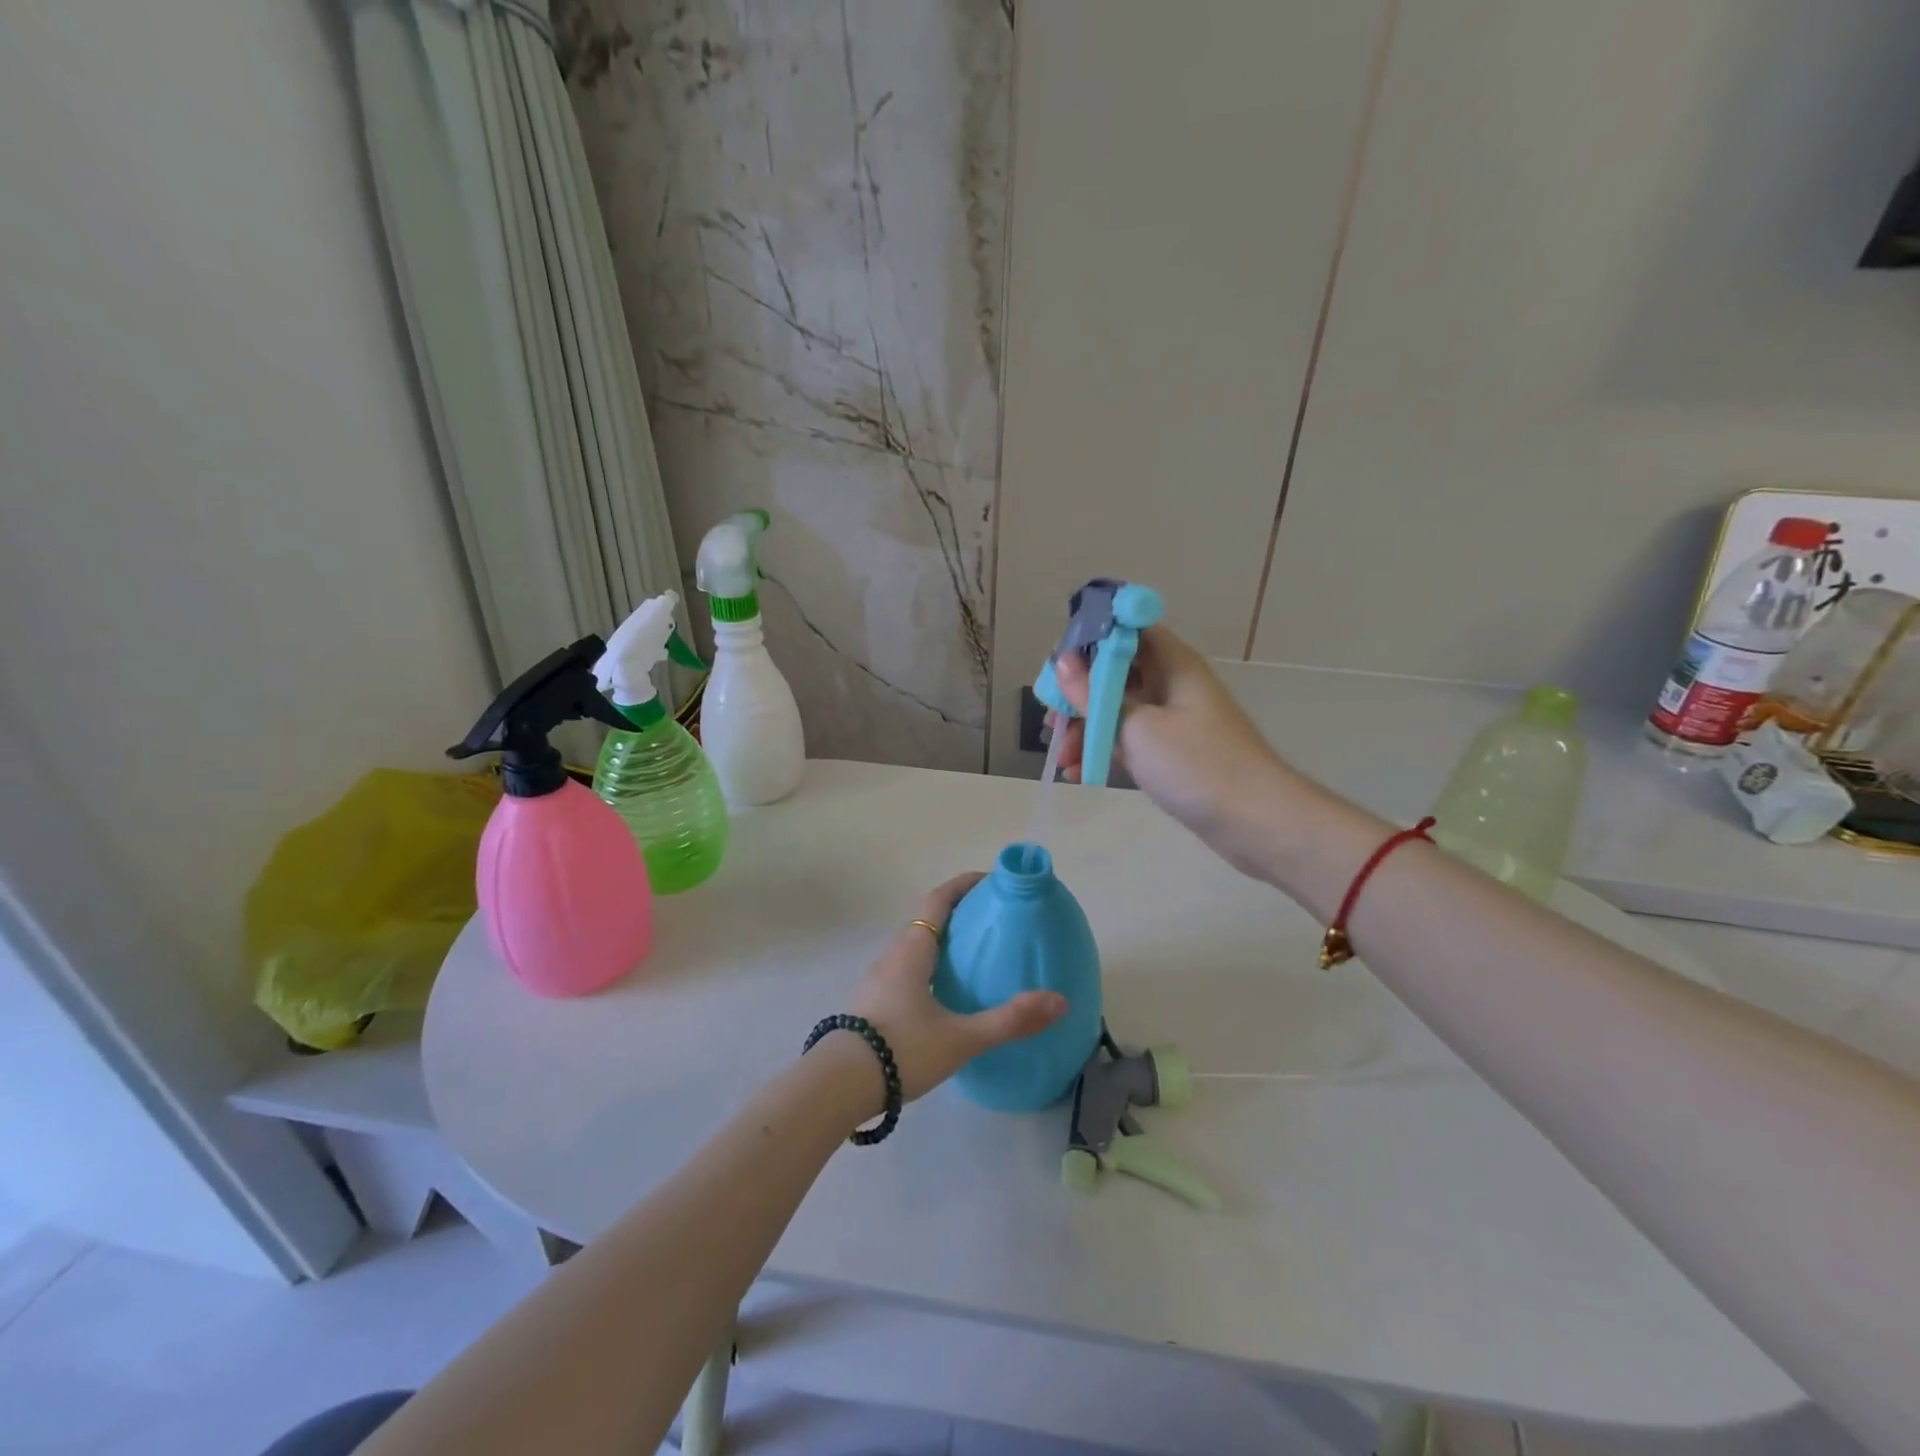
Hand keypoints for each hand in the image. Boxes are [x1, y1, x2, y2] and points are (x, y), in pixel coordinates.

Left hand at [848, 873, 1065, 1101]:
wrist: (838, 1086)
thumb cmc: (902, 1049)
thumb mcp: (961, 1037)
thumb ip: (1010, 1020)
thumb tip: (1059, 1002)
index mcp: (912, 950)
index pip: (939, 900)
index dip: (964, 885)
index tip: (990, 880)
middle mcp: (892, 956)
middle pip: (926, 921)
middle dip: (957, 914)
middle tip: (991, 922)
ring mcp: (877, 980)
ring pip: (914, 948)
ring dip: (941, 942)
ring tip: (972, 959)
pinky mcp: (871, 1004)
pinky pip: (905, 971)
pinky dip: (928, 967)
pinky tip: (943, 997)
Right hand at [1050, 626, 1292, 877]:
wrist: (1256, 822)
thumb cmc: (1197, 766)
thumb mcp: (1136, 728)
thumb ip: (1095, 695)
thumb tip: (1063, 661)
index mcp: (1173, 664)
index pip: (1128, 630)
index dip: (1091, 640)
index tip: (1058, 666)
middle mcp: (1172, 684)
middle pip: (1116, 673)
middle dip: (1079, 695)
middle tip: (1051, 722)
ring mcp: (1173, 720)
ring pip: (1118, 710)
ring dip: (1086, 729)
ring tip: (1062, 758)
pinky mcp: (1172, 752)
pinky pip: (1129, 741)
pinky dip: (1104, 751)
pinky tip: (1079, 773)